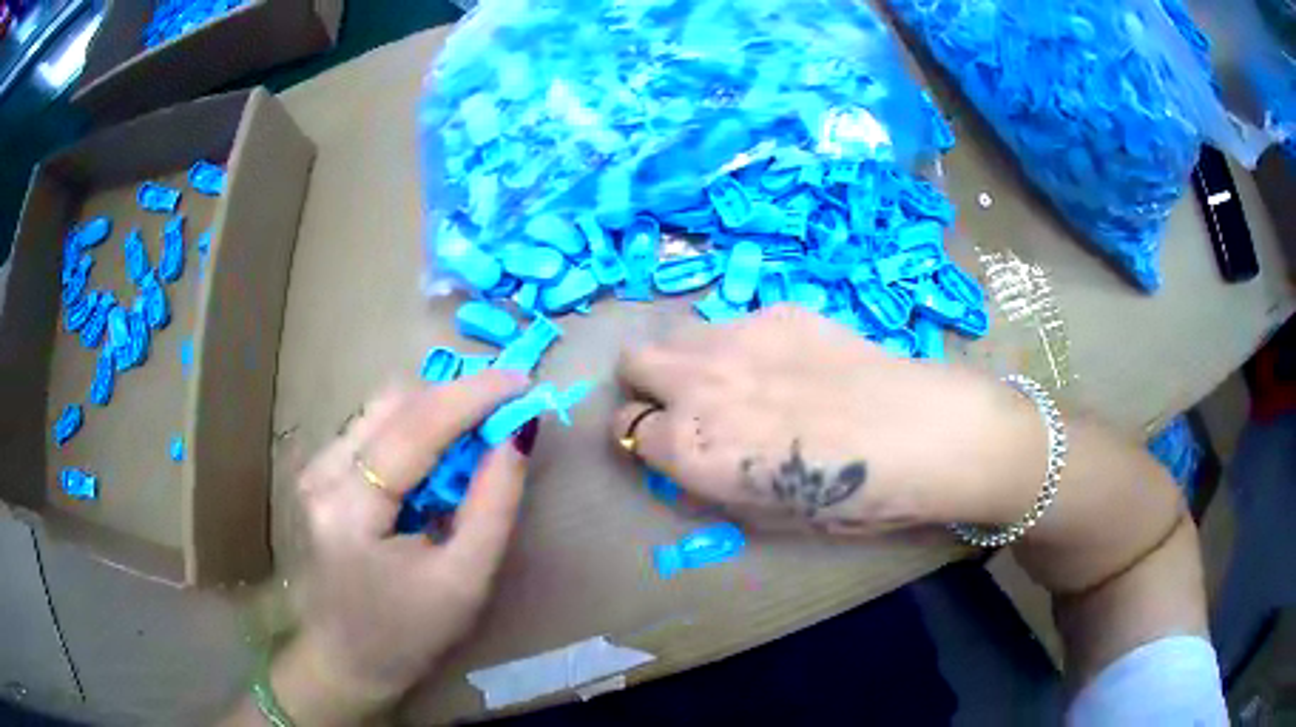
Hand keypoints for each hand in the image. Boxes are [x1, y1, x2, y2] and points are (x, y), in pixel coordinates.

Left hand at [264, 372, 536, 725]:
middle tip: (502, 416)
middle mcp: (321, 474)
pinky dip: (412, 430)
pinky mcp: (316, 473)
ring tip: (472, 442)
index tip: (522, 382)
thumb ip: (493, 504)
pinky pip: (371, 429)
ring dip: (433, 412)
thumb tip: (518, 435)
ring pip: (381, 410)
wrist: (346, 660)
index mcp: (350, 510)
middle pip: (394, 404)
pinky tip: (433, 464)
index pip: (414, 428)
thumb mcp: (465, 580)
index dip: (472, 395)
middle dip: (455, 399)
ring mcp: (312, 470)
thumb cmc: (409, 633)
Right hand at [613, 305, 1045, 533]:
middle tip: (686, 403)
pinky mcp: (777, 311)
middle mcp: (697, 384)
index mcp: (691, 447)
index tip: (670, 446)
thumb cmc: (852, 496)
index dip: (646, 441)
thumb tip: (687, 468)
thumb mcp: (769, 515)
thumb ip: (712, 488)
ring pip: (678, 334)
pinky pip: (735, 322)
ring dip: (688, 358)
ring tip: (734, 378)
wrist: (921, 434)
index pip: (627, 431)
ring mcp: (736, 337)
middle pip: (632, 363)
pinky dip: (742, 343)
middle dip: (647, 386)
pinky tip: (790, 362)